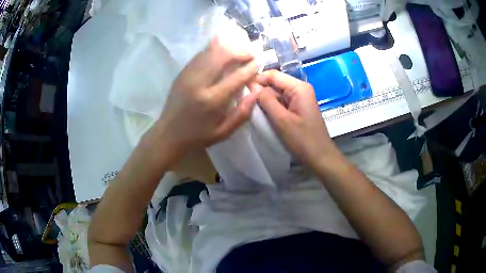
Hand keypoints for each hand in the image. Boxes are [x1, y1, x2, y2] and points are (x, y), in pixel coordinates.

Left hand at [146, 37, 259, 160]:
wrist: (168, 134)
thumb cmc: (198, 136)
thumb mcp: (224, 132)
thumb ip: (243, 113)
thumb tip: (257, 91)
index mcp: (212, 100)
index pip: (237, 76)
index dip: (251, 67)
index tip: (259, 62)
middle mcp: (199, 83)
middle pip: (223, 55)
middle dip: (240, 51)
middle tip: (250, 54)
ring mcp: (188, 75)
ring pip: (210, 51)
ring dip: (228, 47)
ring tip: (239, 51)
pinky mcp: (182, 72)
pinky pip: (201, 54)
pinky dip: (214, 50)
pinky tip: (223, 52)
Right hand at [249, 70, 340, 168]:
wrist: (320, 157)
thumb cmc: (303, 139)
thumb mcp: (282, 120)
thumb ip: (266, 100)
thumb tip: (252, 86)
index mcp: (299, 87)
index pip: (273, 74)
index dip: (257, 80)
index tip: (242, 90)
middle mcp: (300, 89)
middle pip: (275, 83)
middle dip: (260, 91)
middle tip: (245, 102)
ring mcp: (300, 99)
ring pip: (277, 93)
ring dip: (265, 100)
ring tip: (252, 109)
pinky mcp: (298, 108)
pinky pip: (282, 102)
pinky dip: (272, 107)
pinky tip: (264, 115)